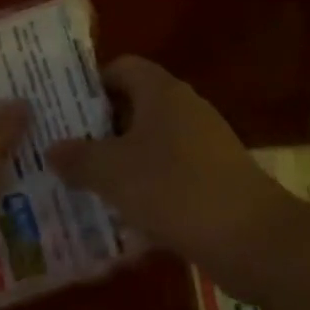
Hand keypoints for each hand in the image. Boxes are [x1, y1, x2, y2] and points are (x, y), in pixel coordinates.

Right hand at [46, 57, 279, 260]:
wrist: (257, 241)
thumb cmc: (176, 189)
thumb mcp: (113, 174)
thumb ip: (78, 158)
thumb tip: (52, 149)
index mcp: (160, 91)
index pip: (120, 67)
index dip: (90, 84)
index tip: (63, 110)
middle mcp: (184, 107)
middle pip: (133, 105)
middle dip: (100, 127)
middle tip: (67, 149)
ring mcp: (204, 143)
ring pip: (151, 142)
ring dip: (122, 160)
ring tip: (87, 184)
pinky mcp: (216, 178)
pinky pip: (171, 172)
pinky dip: (148, 186)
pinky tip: (126, 214)